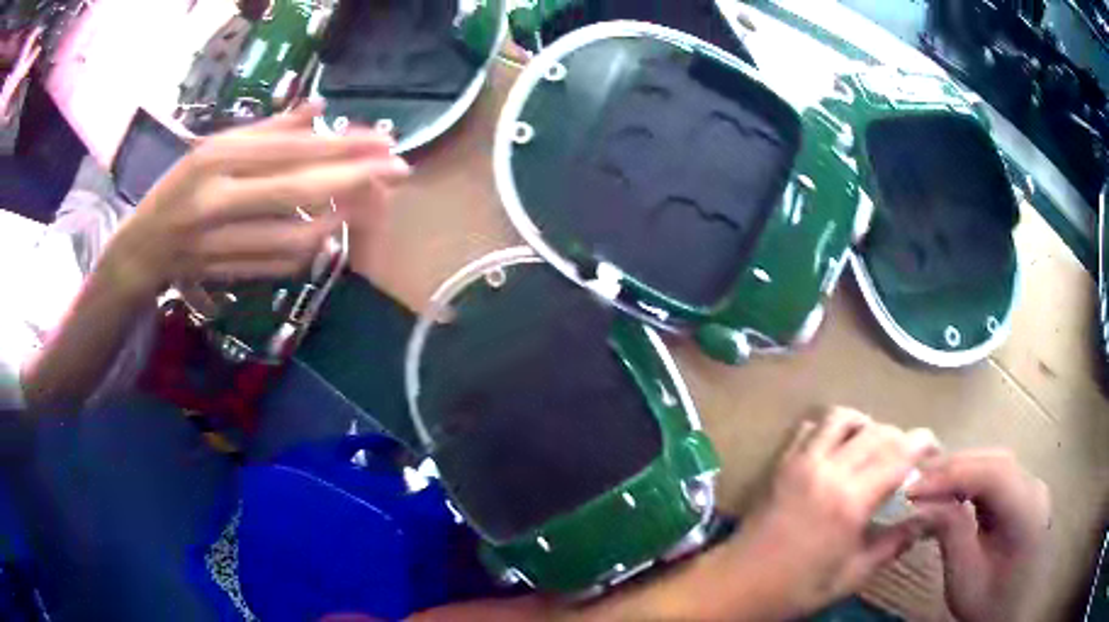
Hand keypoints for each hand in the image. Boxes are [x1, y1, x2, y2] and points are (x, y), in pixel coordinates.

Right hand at [103, 102, 408, 297]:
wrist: (142, 250)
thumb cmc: (177, 189)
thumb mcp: (214, 146)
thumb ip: (267, 130)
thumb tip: (318, 110)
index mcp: (214, 158)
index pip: (288, 149)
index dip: (340, 146)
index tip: (383, 142)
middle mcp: (216, 199)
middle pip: (296, 189)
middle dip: (354, 180)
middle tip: (399, 170)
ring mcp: (220, 243)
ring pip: (292, 234)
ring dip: (339, 218)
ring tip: (370, 200)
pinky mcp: (226, 274)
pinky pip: (279, 263)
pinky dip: (312, 247)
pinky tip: (331, 230)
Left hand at [728, 409, 937, 617]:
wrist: (736, 585)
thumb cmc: (795, 589)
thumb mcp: (852, 576)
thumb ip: (894, 544)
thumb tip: (929, 520)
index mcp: (851, 501)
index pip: (899, 454)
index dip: (923, 444)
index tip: (935, 449)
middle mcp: (829, 470)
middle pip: (878, 432)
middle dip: (901, 438)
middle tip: (909, 458)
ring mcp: (802, 461)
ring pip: (844, 418)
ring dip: (868, 425)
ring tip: (876, 449)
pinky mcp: (782, 462)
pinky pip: (812, 427)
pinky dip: (833, 427)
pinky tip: (839, 449)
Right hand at [908, 450, 1050, 621]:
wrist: (1011, 615)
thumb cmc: (989, 605)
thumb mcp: (965, 580)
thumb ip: (952, 534)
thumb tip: (925, 502)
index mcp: (1027, 510)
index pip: (993, 474)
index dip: (953, 473)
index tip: (913, 487)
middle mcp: (1034, 488)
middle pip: (995, 462)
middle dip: (953, 468)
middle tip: (914, 482)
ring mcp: (1032, 489)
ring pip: (995, 465)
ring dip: (961, 471)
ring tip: (927, 485)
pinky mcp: (1024, 496)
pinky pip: (997, 479)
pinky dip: (971, 481)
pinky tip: (952, 492)